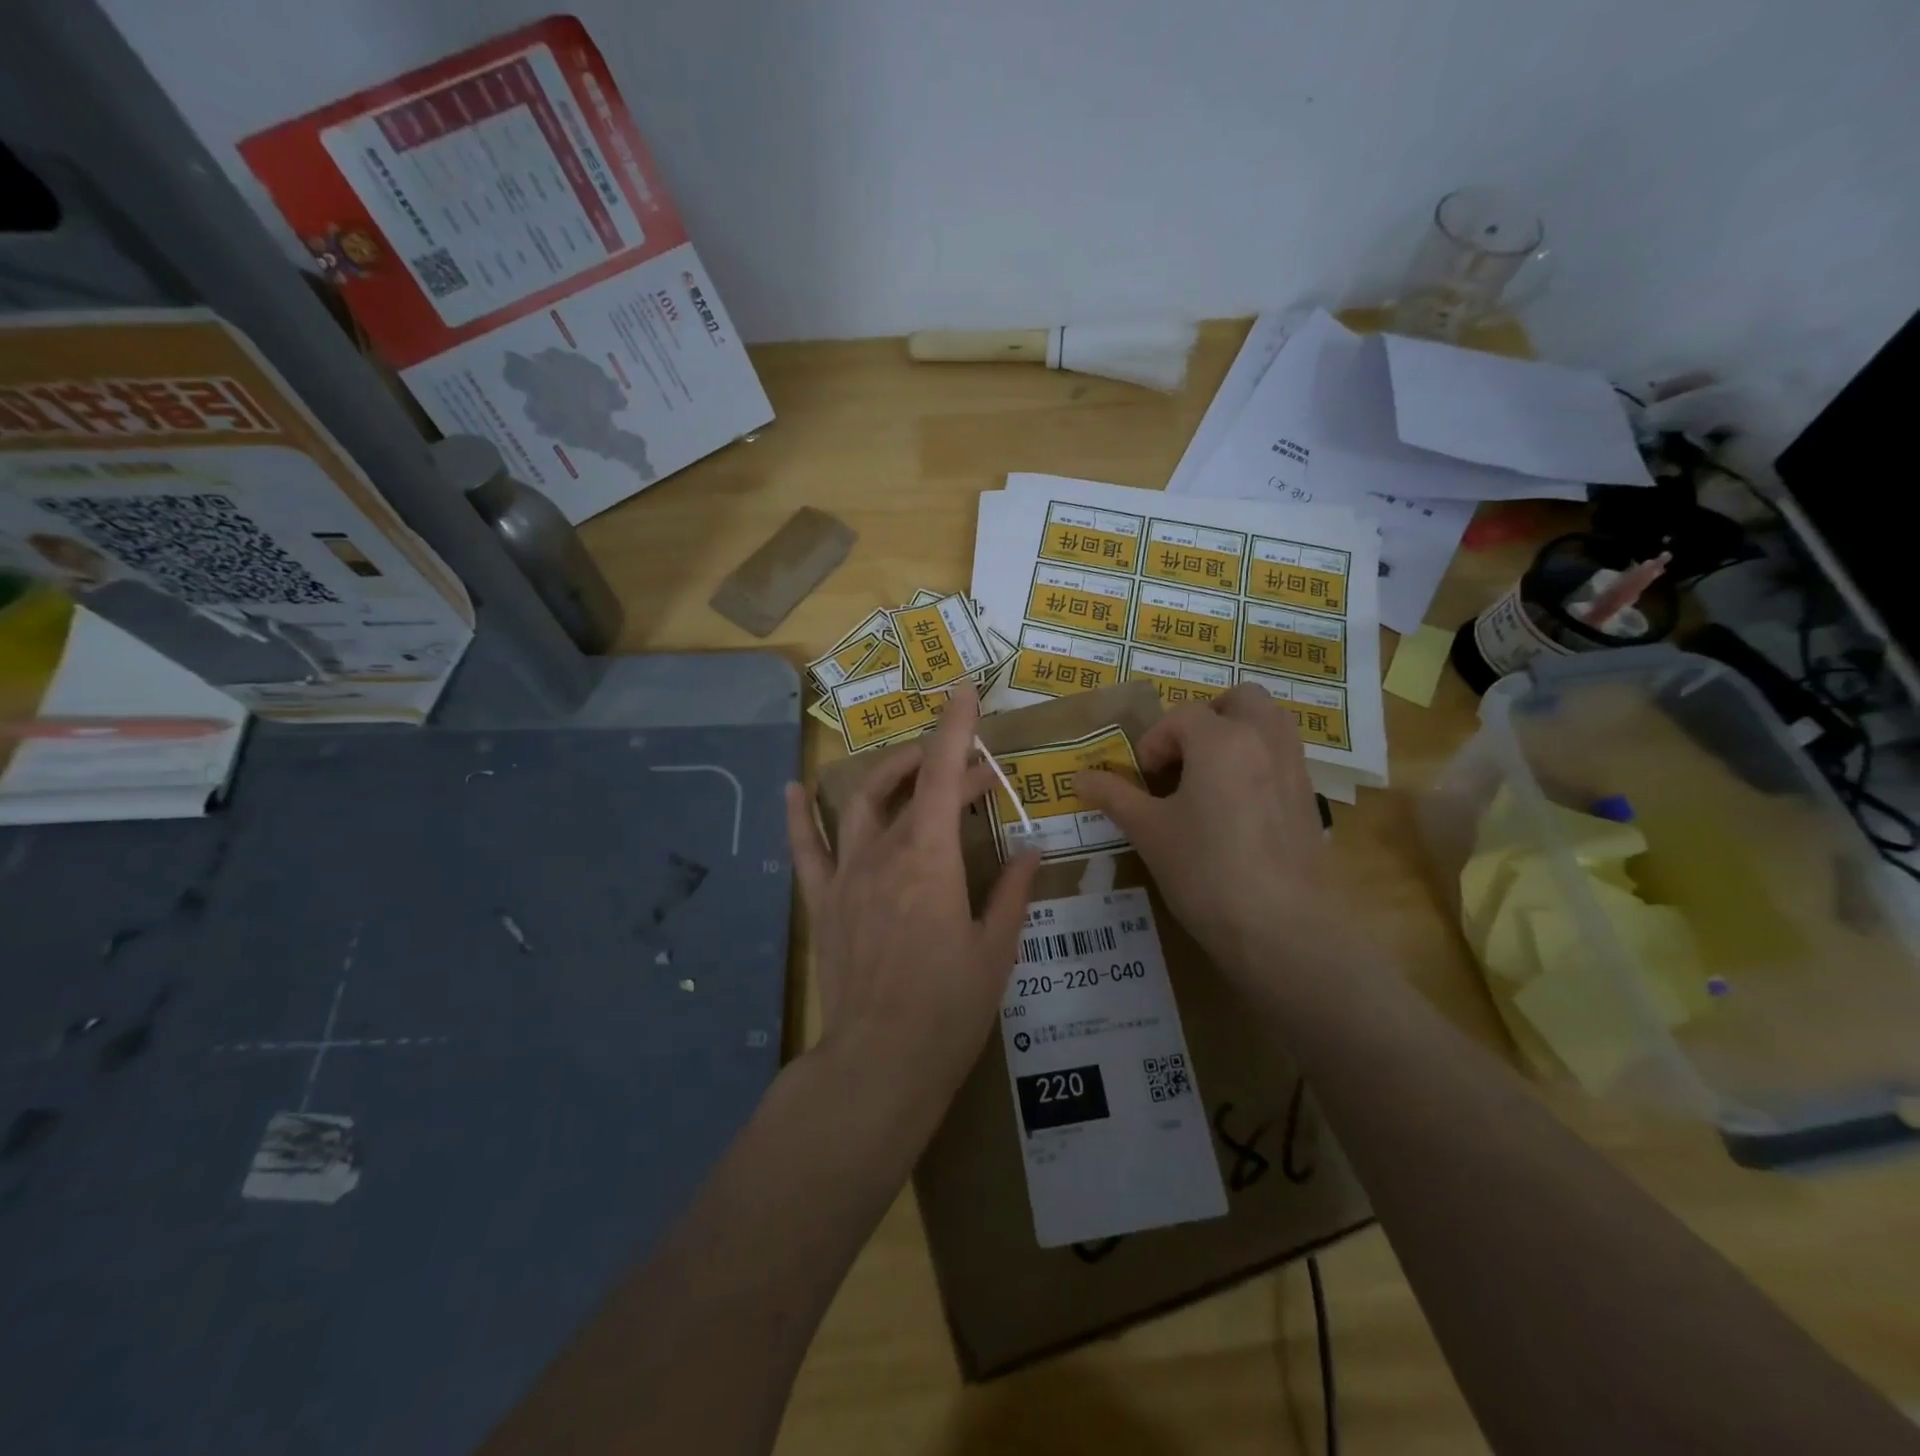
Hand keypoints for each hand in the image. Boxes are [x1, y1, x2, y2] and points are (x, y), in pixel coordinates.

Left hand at [785, 686, 1040, 1115]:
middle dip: (943, 763)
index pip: (942, 774)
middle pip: (909, 784)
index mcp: (931, 858)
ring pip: (861, 802)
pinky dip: (799, 815)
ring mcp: (847, 875)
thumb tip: (1033, 849)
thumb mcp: (996, 950)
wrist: (879, 1063)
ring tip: (916, 768)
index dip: (955, 728)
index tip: (963, 690)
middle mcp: (884, 852)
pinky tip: (793, 788)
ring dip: (889, 774)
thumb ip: (1012, 891)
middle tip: (979, 776)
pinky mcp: (823, 902)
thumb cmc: (948, 1010)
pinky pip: (805, 849)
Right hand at [1078, 686, 1351, 1006]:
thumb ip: (1114, 797)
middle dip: (1207, 718)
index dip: (1154, 743)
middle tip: (1183, 756)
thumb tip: (1080, 778)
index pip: (1180, 717)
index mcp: (1221, 740)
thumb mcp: (1149, 832)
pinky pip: (1284, 756)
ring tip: (1210, 776)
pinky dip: (1259, 761)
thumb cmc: (1206, 871)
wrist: (1284, 928)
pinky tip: (1237, 808)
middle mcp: (1264, 740)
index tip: (1143, 781)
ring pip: (1270, 721)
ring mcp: (1295, 767)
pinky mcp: (1310, 798)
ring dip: (1238, 733)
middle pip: (1240, 699)